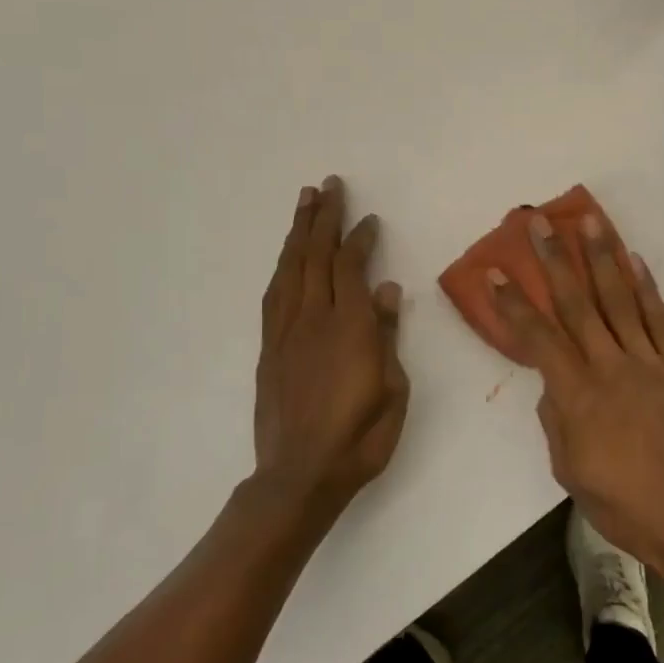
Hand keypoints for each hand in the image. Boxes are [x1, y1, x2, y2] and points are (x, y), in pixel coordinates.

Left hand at [254, 176, 409, 520]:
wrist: (300, 476)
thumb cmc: (360, 438)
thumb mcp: (393, 389)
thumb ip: (387, 335)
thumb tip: (388, 289)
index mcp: (349, 328)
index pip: (351, 268)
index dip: (359, 239)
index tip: (369, 219)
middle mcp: (313, 320)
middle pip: (316, 257)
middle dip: (323, 218)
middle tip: (328, 185)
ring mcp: (286, 333)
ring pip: (291, 270)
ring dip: (298, 233)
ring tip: (304, 202)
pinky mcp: (269, 349)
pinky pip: (274, 295)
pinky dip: (283, 267)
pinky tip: (287, 257)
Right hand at [488, 210, 663, 579]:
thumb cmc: (623, 504)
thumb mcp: (569, 469)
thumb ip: (557, 418)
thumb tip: (555, 385)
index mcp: (577, 395)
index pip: (538, 338)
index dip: (514, 304)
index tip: (496, 272)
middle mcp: (611, 367)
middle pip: (578, 303)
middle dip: (555, 259)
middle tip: (539, 222)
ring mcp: (649, 363)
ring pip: (621, 299)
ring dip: (603, 256)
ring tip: (589, 220)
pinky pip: (660, 320)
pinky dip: (646, 287)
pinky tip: (635, 260)